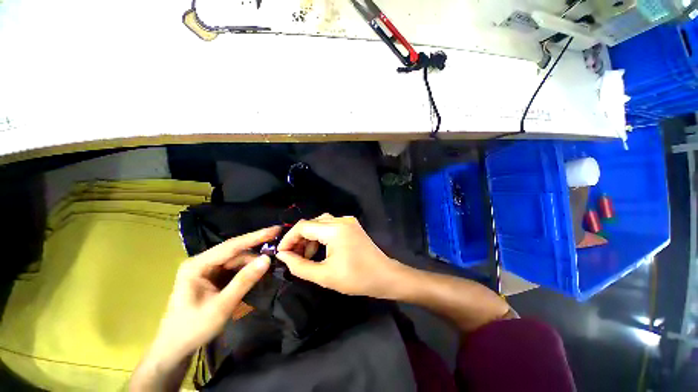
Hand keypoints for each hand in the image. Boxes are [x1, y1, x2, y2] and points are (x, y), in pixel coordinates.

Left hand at [151, 226, 279, 358]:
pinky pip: (234, 269)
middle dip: (256, 253)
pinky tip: (257, 274)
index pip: (232, 246)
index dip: (256, 237)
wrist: (174, 349)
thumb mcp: (222, 306)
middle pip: (236, 252)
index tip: (276, 229)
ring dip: (253, 264)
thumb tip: (267, 259)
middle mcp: (203, 262)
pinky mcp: (213, 277)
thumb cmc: (193, 329)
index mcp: (198, 265)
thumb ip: (244, 281)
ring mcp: (207, 270)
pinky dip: (247, 272)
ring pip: (237, 260)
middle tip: (278, 253)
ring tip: (269, 268)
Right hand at [276, 214, 406, 298]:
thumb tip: (282, 255)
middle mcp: (341, 220)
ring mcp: (348, 221)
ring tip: (308, 255)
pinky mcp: (352, 226)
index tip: (282, 253)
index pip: (303, 226)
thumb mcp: (324, 275)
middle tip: (295, 256)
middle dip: (300, 239)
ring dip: (311, 237)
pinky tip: (321, 249)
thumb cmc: (356, 278)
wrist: (384, 276)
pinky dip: (322, 235)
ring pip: (321, 223)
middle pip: (312, 223)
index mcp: (334, 229)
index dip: (289, 239)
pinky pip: (331, 225)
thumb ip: (299, 265)